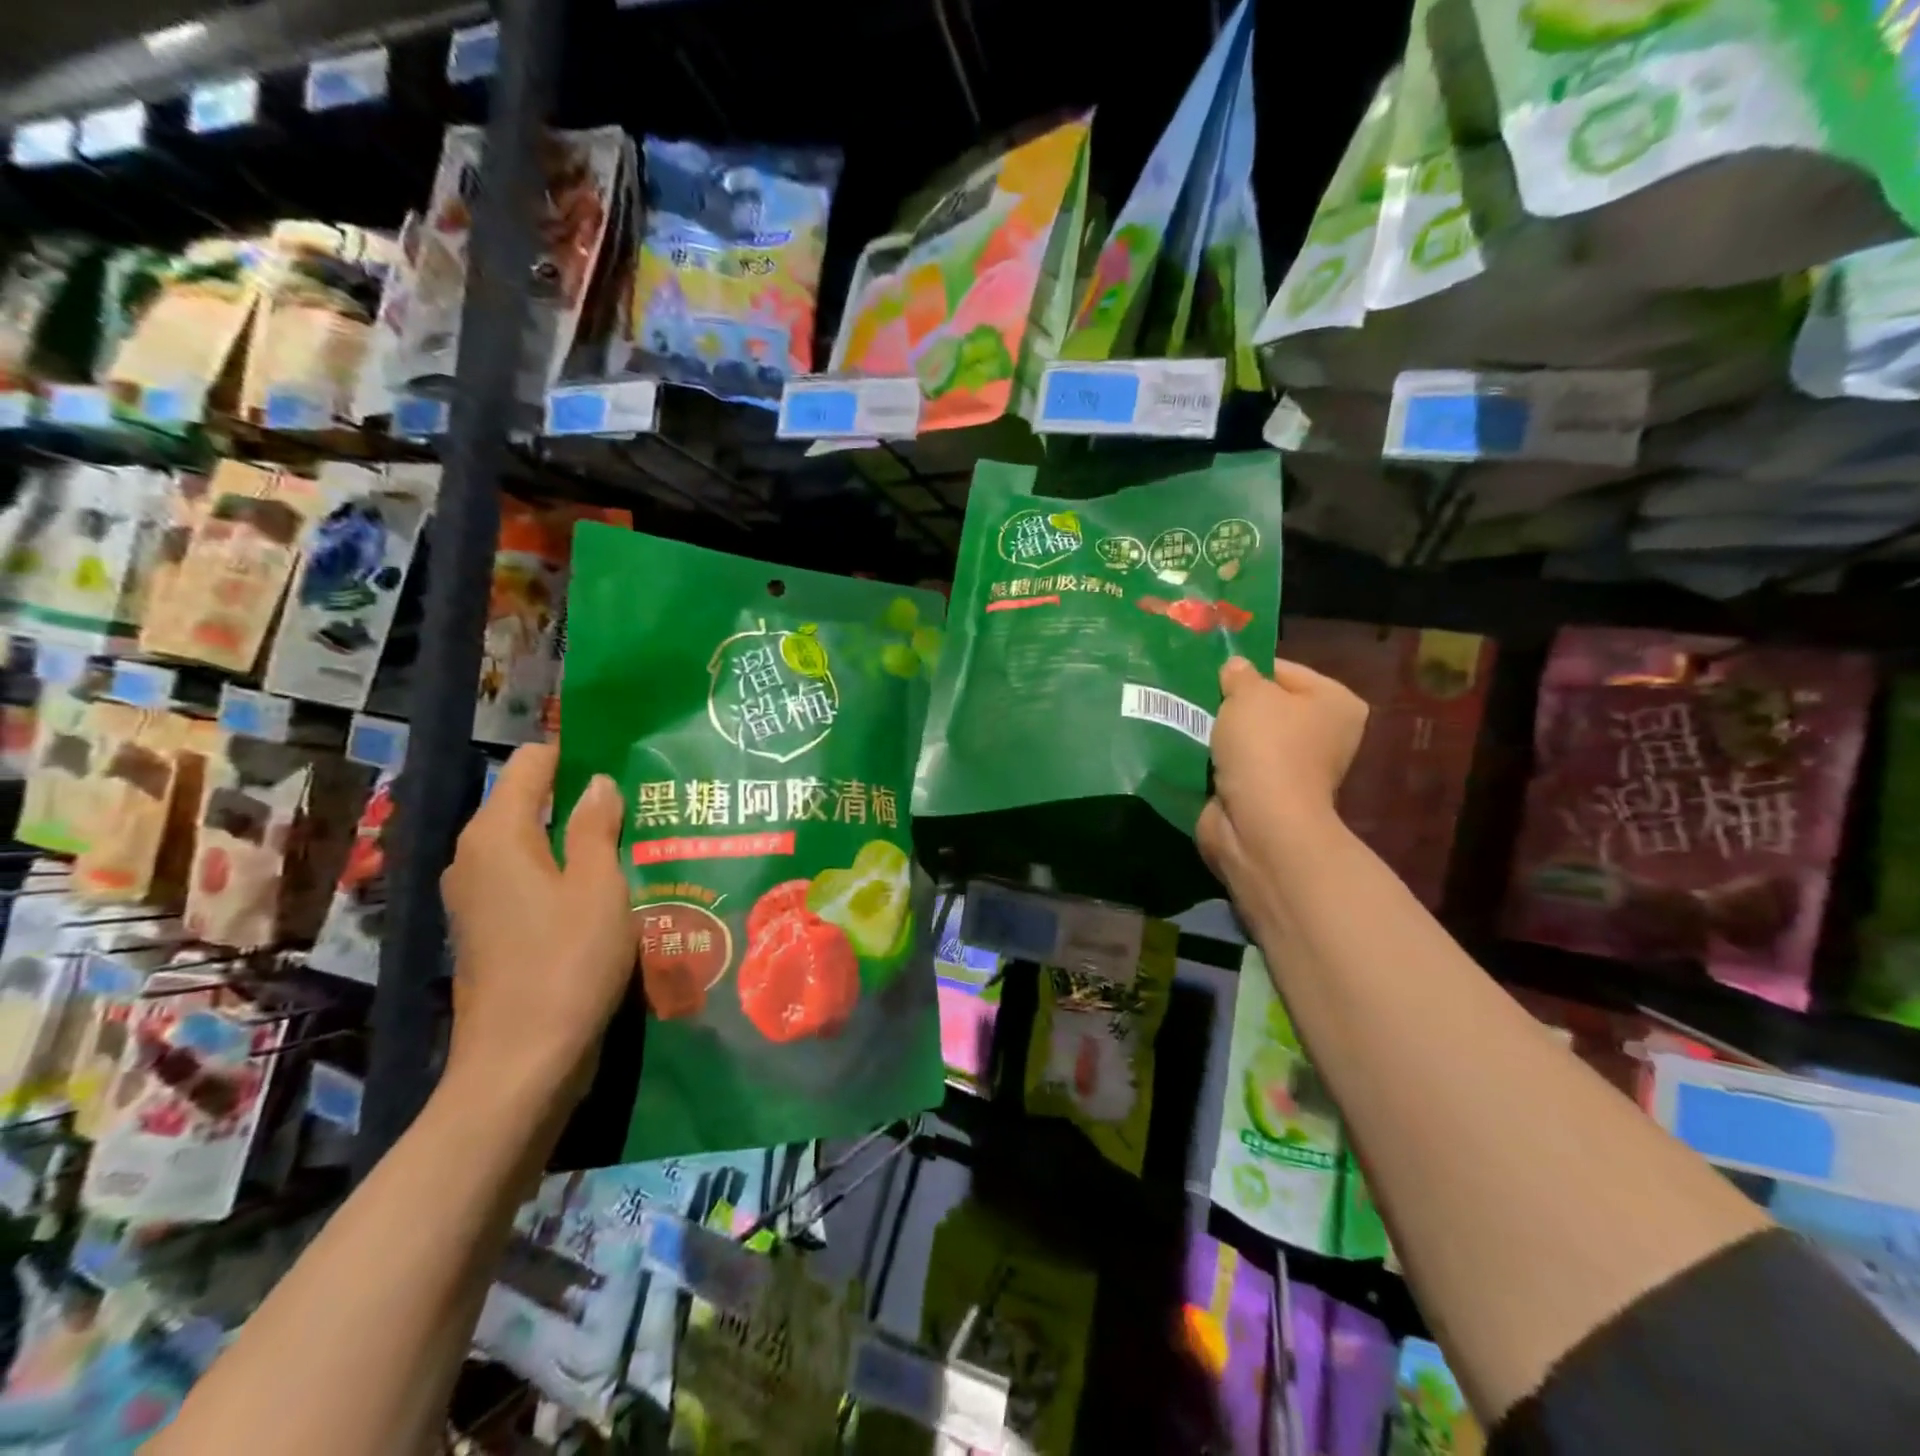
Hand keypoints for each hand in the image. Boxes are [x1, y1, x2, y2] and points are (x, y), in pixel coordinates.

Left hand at [440, 744, 631, 1108]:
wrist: (522, 1062)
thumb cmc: (567, 963)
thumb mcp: (598, 886)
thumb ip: (595, 825)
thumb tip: (596, 782)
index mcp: (496, 834)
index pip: (531, 763)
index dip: (576, 754)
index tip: (625, 763)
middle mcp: (474, 856)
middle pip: (529, 802)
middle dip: (581, 799)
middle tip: (641, 805)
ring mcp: (476, 896)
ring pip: (532, 844)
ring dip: (577, 840)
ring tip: (633, 844)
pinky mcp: (488, 929)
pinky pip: (528, 879)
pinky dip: (563, 873)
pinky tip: (607, 890)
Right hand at [1198, 656, 1367, 889]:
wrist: (1260, 823)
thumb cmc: (1266, 746)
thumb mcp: (1248, 694)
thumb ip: (1239, 674)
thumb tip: (1235, 668)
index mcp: (1336, 703)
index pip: (1283, 670)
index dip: (1246, 669)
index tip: (1211, 673)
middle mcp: (1324, 735)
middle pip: (1267, 706)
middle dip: (1232, 703)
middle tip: (1197, 696)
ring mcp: (1296, 769)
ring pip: (1248, 738)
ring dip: (1222, 734)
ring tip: (1189, 721)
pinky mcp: (1267, 794)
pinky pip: (1237, 766)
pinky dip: (1217, 762)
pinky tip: (1192, 751)